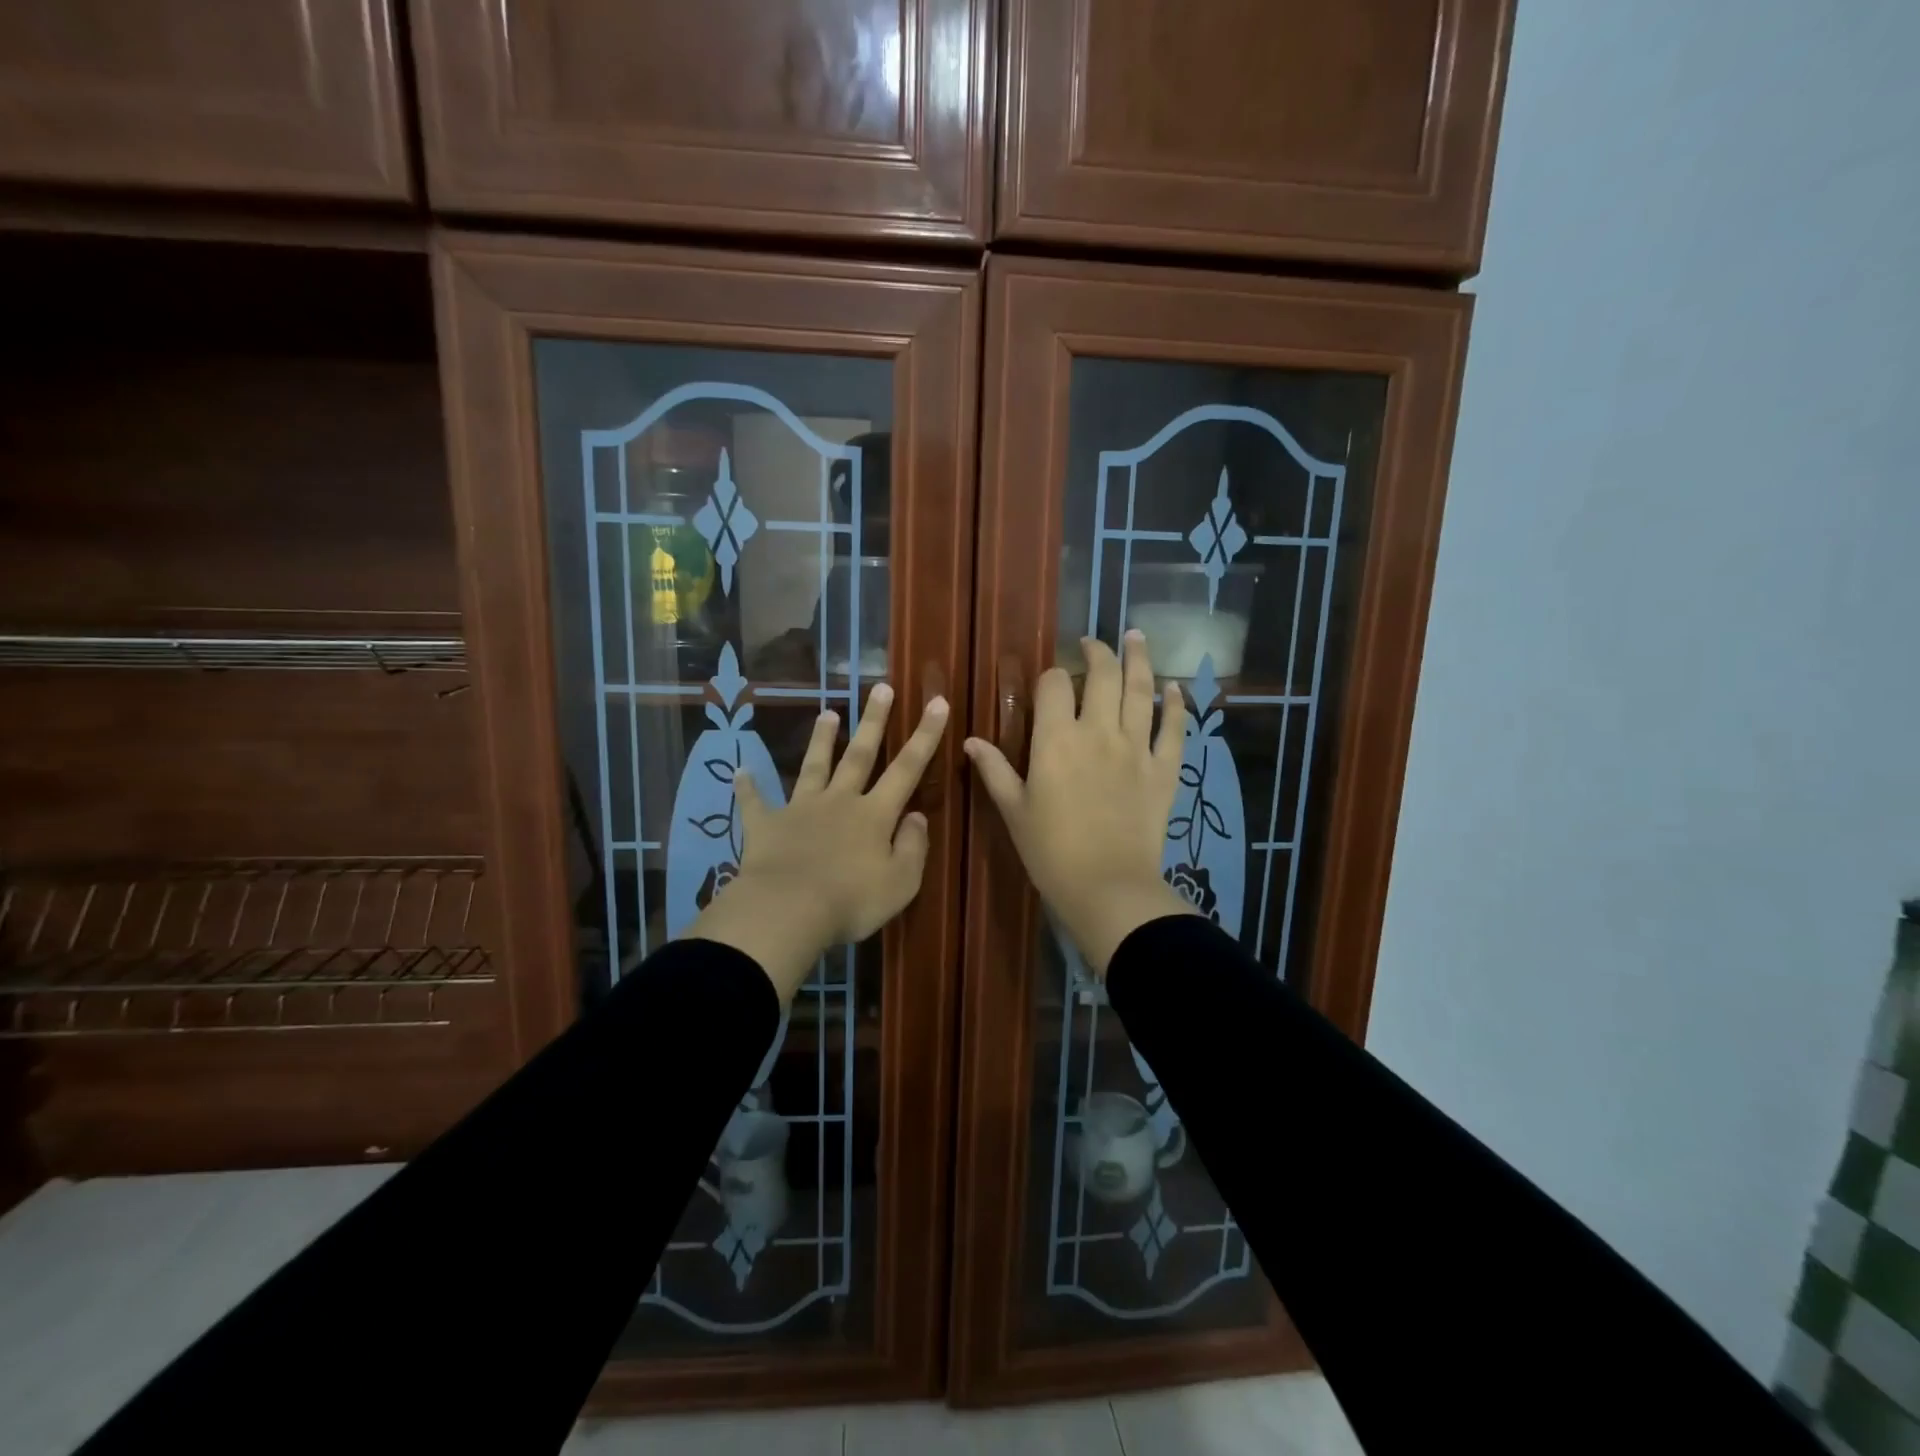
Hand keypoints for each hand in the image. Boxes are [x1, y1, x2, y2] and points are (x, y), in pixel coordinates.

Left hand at [687, 684, 948, 1000]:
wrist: (788, 911)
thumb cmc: (852, 901)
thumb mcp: (901, 882)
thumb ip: (913, 846)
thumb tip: (916, 815)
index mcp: (875, 815)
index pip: (908, 768)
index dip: (926, 735)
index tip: (937, 701)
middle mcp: (840, 801)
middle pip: (860, 754)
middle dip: (873, 721)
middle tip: (881, 688)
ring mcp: (800, 810)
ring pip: (814, 767)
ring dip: (821, 740)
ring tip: (827, 713)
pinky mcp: (766, 826)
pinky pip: (755, 803)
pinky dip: (748, 787)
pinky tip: (740, 771)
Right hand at [965, 631, 1194, 975]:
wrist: (1107, 887)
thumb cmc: (1051, 851)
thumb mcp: (1013, 810)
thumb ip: (994, 770)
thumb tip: (970, 740)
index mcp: (1056, 740)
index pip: (1054, 686)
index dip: (1051, 676)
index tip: (1050, 682)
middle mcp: (1099, 732)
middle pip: (1102, 675)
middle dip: (1097, 652)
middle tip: (1093, 643)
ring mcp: (1136, 747)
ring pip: (1141, 690)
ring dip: (1139, 659)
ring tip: (1136, 636)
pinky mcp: (1164, 769)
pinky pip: (1174, 728)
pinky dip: (1176, 705)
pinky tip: (1175, 688)